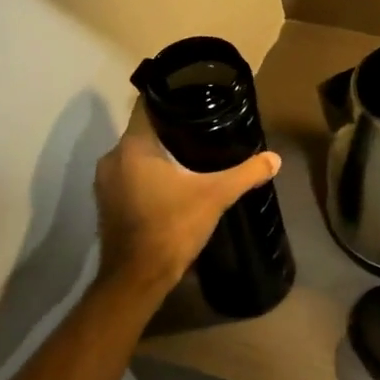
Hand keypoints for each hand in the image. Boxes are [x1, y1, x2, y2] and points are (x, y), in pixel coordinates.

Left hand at [93, 102, 281, 297]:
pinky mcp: (106, 203)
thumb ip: (245, 173)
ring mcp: (104, 182)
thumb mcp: (216, 196)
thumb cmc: (172, 227)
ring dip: (159, 156)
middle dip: (172, 131)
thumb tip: (275, 159)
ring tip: (192, 158)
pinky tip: (173, 185)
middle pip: (145, 132)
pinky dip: (148, 176)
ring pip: (136, 156)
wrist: (137, 279)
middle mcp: (112, 157)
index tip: (196, 100)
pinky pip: (129, 177)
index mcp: (133, 146)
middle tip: (203, 131)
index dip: (172, 100)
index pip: (148, 106)